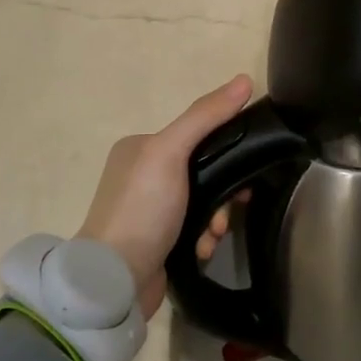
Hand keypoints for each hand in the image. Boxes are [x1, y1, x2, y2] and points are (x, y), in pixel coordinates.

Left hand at [78, 74, 252, 318]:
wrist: (114, 281)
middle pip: (203, 171)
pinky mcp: (156, 241)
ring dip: (216, 218)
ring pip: (202, 202)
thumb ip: (206, 116)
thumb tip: (245, 79)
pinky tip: (201, 249)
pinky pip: (193, 228)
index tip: (246, 169)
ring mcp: (148, 210)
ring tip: (212, 234)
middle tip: (234, 206)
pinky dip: (203, 237)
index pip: (196, 135)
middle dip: (223, 192)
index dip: (226, 150)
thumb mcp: (171, 152)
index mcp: (140, 147)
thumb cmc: (142, 209)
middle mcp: (141, 174)